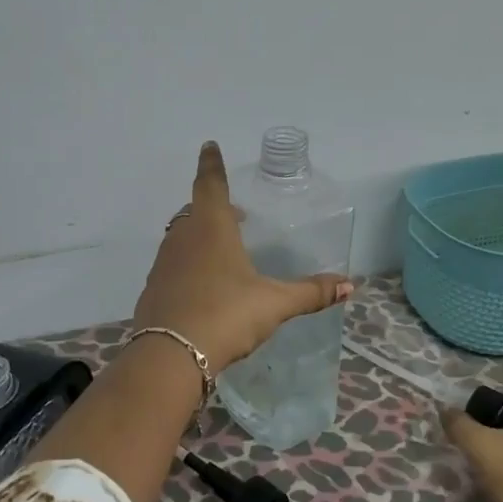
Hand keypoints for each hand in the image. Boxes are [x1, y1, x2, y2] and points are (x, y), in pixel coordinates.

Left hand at [132, 142, 351, 372]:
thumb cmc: (226, 314)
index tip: (209, 145)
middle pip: (194, 211)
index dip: (212, 164)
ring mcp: (164, 265)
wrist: (171, 356)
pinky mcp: (153, 290)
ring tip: (222, 250)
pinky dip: (188, 264)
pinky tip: (203, 287)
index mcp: (212, 229)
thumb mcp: (274, 303)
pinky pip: (172, 266)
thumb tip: (349, 285)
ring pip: (181, 238)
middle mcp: (183, 239)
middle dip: (213, 207)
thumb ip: (310, 293)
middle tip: (234, 213)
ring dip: (199, 235)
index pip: (210, 184)